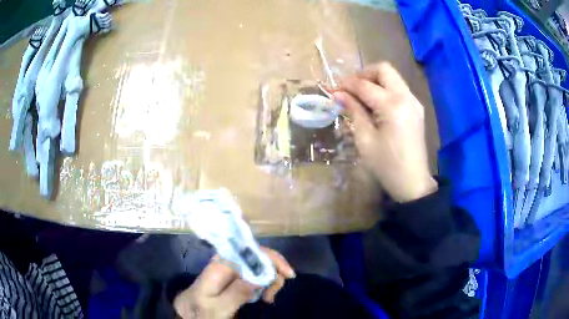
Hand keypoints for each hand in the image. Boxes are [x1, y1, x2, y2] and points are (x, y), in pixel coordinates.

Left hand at [173, 247, 294, 318]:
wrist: (189, 311)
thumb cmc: (201, 310)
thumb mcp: (218, 307)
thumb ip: (236, 293)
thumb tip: (260, 277)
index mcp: (220, 265)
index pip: (249, 251)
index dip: (271, 258)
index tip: (288, 274)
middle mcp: (227, 262)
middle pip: (258, 256)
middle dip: (273, 272)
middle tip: (273, 295)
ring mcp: (231, 268)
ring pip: (259, 265)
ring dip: (270, 280)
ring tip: (269, 299)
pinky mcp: (234, 276)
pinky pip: (255, 274)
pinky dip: (265, 284)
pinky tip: (264, 296)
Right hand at [333, 62, 436, 201]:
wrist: (413, 182)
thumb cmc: (386, 165)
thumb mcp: (365, 140)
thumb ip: (353, 111)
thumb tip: (338, 94)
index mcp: (392, 105)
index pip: (364, 85)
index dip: (346, 85)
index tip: (334, 91)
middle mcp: (406, 97)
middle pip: (384, 69)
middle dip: (363, 74)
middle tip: (350, 89)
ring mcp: (414, 101)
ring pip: (393, 77)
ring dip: (374, 81)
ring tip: (361, 97)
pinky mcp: (417, 108)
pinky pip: (399, 88)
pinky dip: (385, 89)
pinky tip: (376, 105)